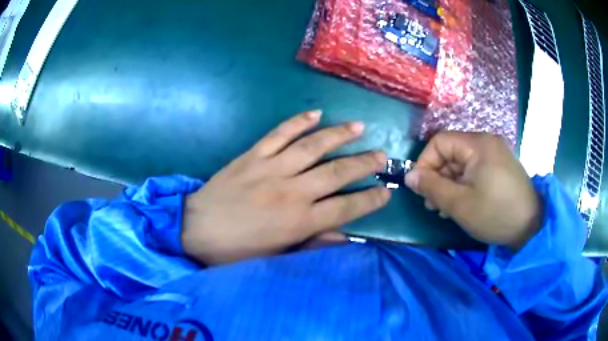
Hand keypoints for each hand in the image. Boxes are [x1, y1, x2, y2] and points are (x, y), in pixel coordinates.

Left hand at [181, 111, 390, 264]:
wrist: (195, 228)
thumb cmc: (235, 250)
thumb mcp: (275, 258)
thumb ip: (311, 245)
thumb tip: (344, 236)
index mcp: (298, 222)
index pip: (345, 208)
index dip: (370, 200)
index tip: (386, 192)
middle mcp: (291, 192)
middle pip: (336, 173)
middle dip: (363, 163)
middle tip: (381, 155)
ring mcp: (271, 169)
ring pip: (313, 146)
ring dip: (339, 135)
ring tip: (359, 127)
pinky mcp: (253, 155)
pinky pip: (280, 134)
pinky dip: (298, 122)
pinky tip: (316, 113)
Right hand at [405, 132, 541, 249]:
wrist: (531, 226)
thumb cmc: (495, 214)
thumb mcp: (460, 204)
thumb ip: (432, 187)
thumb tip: (410, 176)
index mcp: (478, 144)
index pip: (440, 142)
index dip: (425, 163)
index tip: (420, 188)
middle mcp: (486, 142)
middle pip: (451, 153)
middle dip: (438, 177)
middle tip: (433, 204)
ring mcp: (495, 153)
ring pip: (462, 163)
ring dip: (450, 183)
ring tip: (445, 208)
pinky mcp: (500, 166)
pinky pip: (475, 169)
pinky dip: (464, 184)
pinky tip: (462, 203)